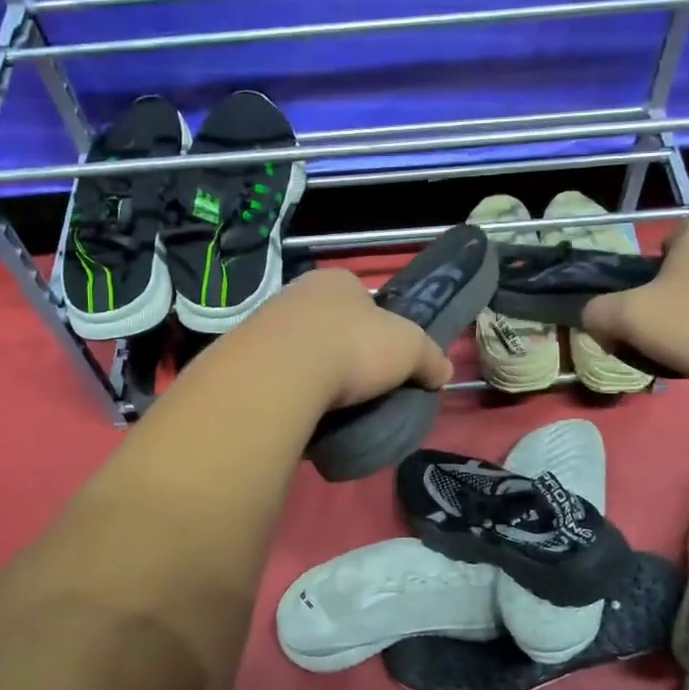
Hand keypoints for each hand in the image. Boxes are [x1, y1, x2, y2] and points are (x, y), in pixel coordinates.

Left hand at [233, 268, 454, 409]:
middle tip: (359, 384)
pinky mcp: (245, 357)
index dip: (377, 326)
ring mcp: (266, 323)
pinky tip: (302, 409)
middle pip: (329, 323)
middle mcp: (298, 293)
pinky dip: (290, 389)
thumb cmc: (353, 345)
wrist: (282, 372)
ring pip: (299, 348)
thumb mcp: (410, 349)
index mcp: (337, 280)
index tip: (385, 356)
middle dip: (342, 349)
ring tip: (331, 403)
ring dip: (313, 371)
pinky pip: (277, 374)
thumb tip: (443, 373)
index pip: (362, 298)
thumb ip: (430, 358)